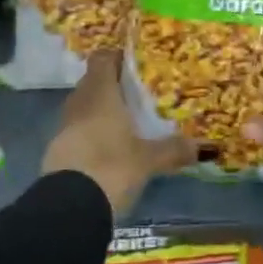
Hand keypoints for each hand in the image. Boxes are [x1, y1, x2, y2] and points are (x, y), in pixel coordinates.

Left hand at [42, 51, 196, 217]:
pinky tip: (109, 148)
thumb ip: (174, 149)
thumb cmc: (111, 166)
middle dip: (112, 86)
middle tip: (137, 95)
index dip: (116, 58)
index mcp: (101, 92)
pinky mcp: (57, 149)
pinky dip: (91, 132)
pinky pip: (77, 130)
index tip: (135, 65)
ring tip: (126, 122)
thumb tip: (205, 146)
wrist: (70, 206)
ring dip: (100, 110)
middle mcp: (80, 101)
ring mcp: (65, 125)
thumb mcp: (148, 159)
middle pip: (93, 82)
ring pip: (84, 106)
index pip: (102, 58)